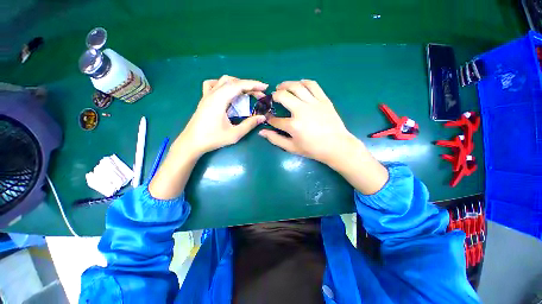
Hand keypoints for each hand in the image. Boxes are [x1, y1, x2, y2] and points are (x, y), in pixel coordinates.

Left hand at [149, 76, 266, 199]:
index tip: (265, 87)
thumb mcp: (234, 134)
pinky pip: (213, 85)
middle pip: (233, 82)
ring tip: (247, 92)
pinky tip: (227, 91)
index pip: (239, 86)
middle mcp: (213, 94)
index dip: (253, 85)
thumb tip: (262, 117)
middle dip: (248, 86)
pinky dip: (223, 84)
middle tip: (259, 95)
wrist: (191, 142)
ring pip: (223, 80)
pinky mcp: (204, 99)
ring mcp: (207, 95)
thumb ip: (249, 124)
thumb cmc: (212, 139)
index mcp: (219, 100)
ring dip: (237, 84)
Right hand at [259, 80, 388, 194]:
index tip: (268, 117)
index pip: (275, 119)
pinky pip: (313, 85)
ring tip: (282, 87)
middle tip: (273, 97)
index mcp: (293, 125)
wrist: (336, 146)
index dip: (269, 118)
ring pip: (297, 86)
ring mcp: (313, 103)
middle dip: (274, 95)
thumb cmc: (313, 149)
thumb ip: (275, 139)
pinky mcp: (323, 100)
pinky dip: (304, 82)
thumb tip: (261, 132)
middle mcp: (301, 111)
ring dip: (286, 85)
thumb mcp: (292, 148)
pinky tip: (299, 84)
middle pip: (283, 96)